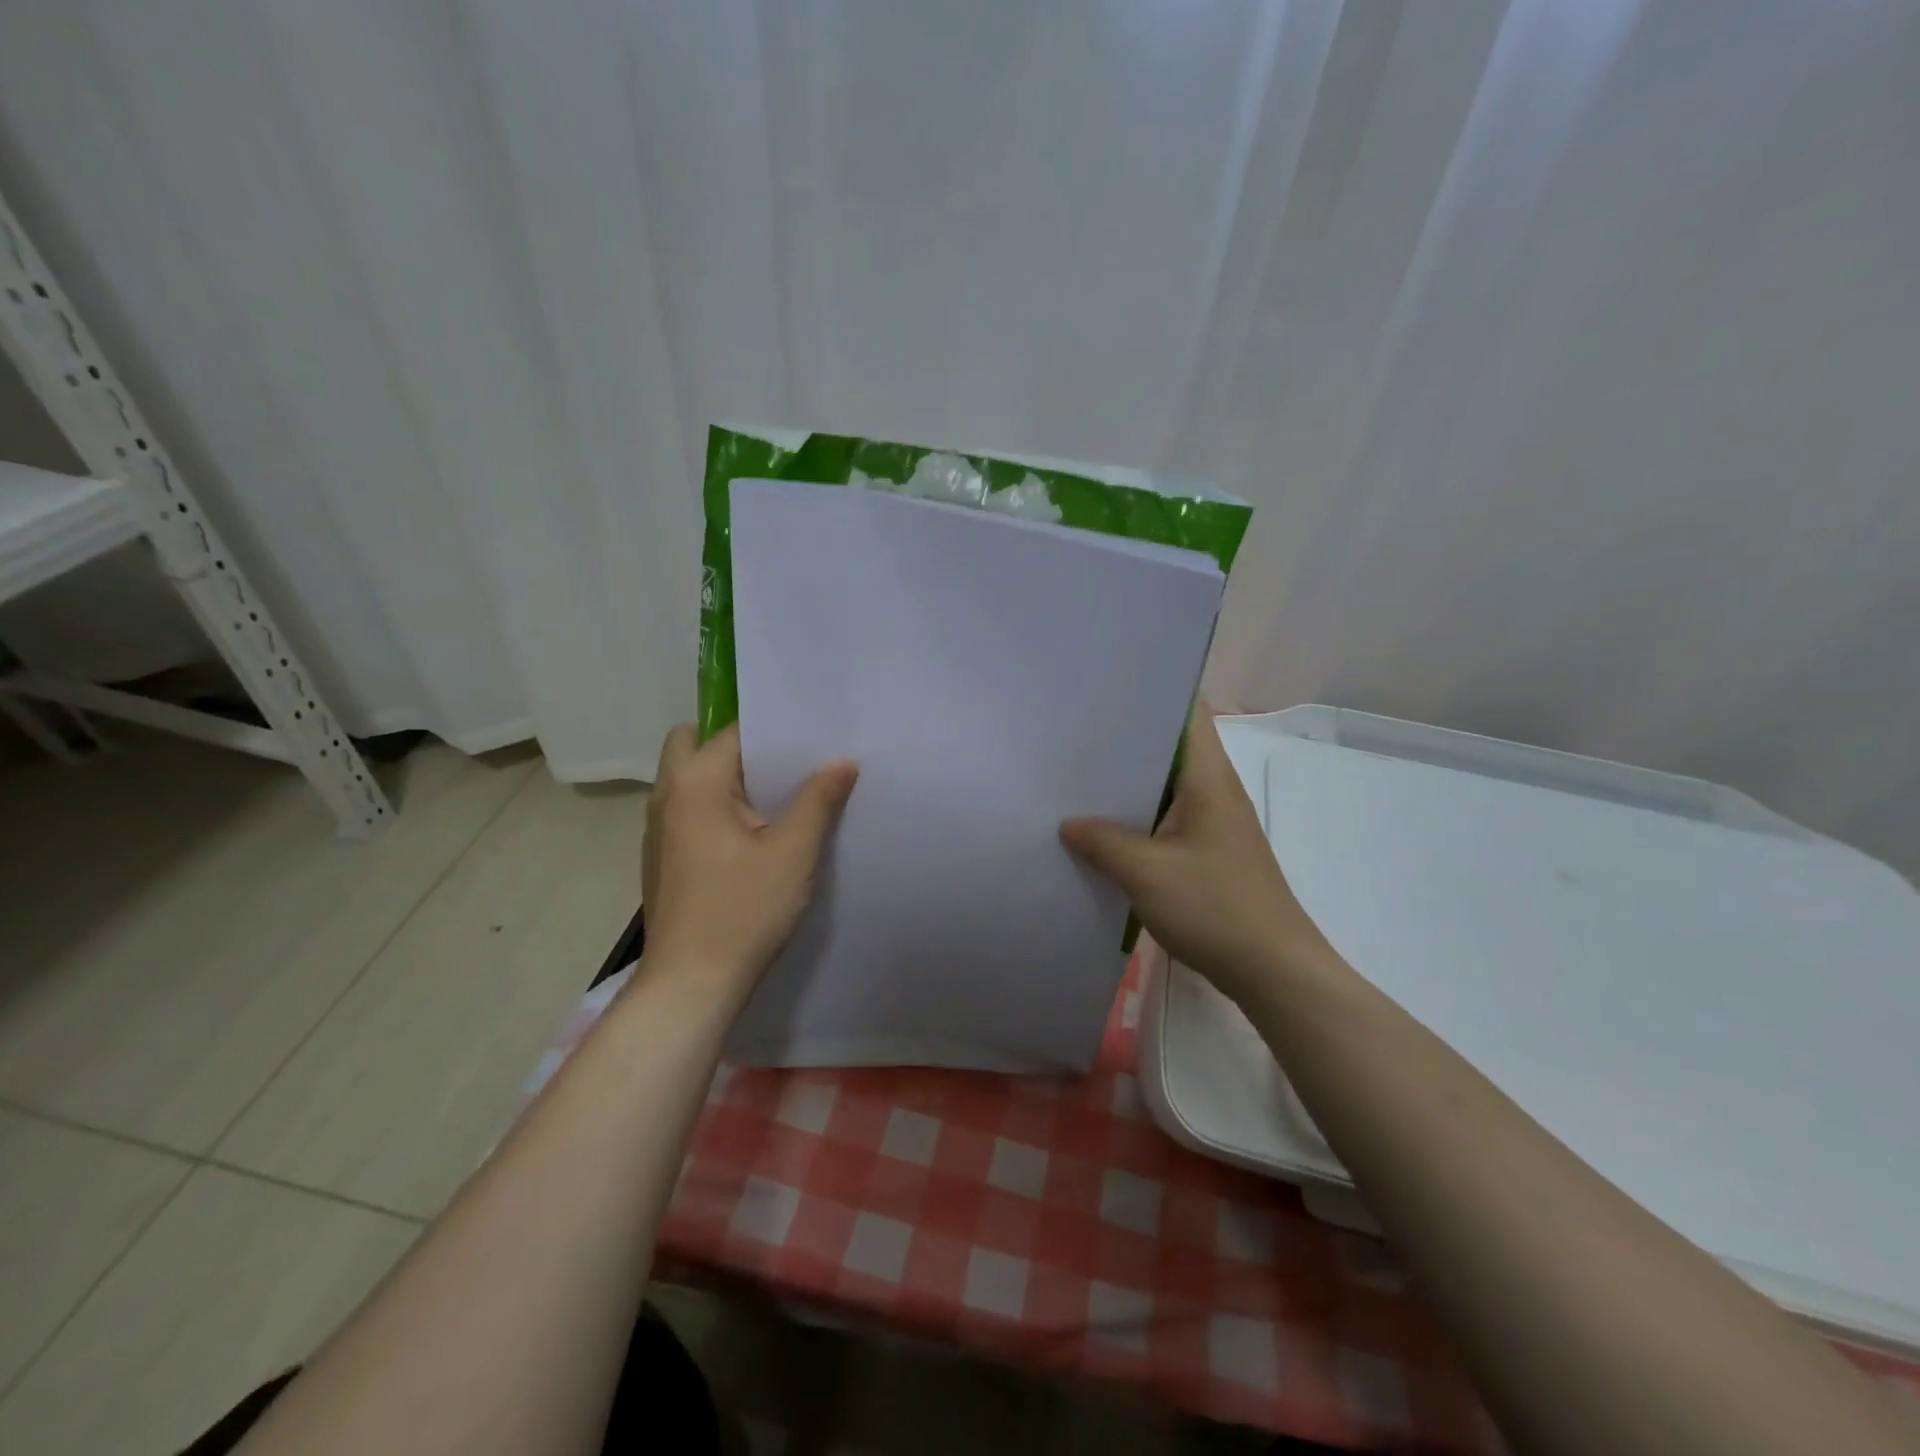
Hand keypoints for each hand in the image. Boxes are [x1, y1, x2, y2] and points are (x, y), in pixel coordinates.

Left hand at [641, 723, 857, 1002]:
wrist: (691, 985)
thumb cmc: (743, 911)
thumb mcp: (793, 853)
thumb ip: (818, 799)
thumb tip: (842, 760)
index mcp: (696, 783)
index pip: (735, 732)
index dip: (775, 732)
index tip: (812, 738)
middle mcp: (668, 796)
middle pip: (696, 744)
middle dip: (740, 747)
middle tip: (786, 767)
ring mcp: (659, 829)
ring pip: (690, 779)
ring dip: (728, 779)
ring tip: (779, 797)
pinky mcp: (663, 857)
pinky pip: (690, 810)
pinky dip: (717, 807)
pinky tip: (753, 836)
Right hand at [1060, 705, 1327, 1004]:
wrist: (1272, 970)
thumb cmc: (1215, 908)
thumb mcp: (1146, 873)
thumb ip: (1102, 842)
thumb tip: (1066, 823)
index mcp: (1208, 778)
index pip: (1188, 711)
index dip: (1151, 692)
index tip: (1104, 689)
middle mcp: (1213, 789)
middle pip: (1169, 746)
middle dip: (1124, 739)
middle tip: (1072, 733)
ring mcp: (1213, 821)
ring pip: (1165, 785)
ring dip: (1128, 783)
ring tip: (1076, 775)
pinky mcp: (1207, 851)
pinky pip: (1166, 818)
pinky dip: (1137, 816)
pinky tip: (1101, 828)